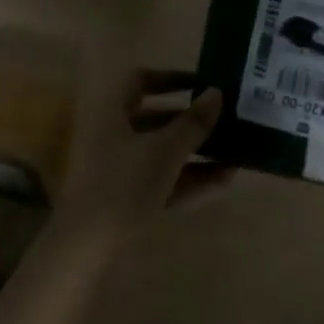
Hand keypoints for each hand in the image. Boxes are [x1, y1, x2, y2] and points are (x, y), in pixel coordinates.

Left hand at [52, 65, 228, 249]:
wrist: (87, 245)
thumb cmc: (124, 183)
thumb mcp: (164, 150)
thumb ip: (193, 123)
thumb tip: (217, 92)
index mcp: (112, 110)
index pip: (141, 81)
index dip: (171, 78)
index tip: (201, 84)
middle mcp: (113, 133)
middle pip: (156, 118)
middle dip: (192, 120)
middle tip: (226, 119)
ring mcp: (119, 168)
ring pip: (162, 151)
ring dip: (196, 152)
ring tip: (235, 153)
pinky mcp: (127, 198)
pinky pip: (163, 179)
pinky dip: (189, 178)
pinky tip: (224, 180)